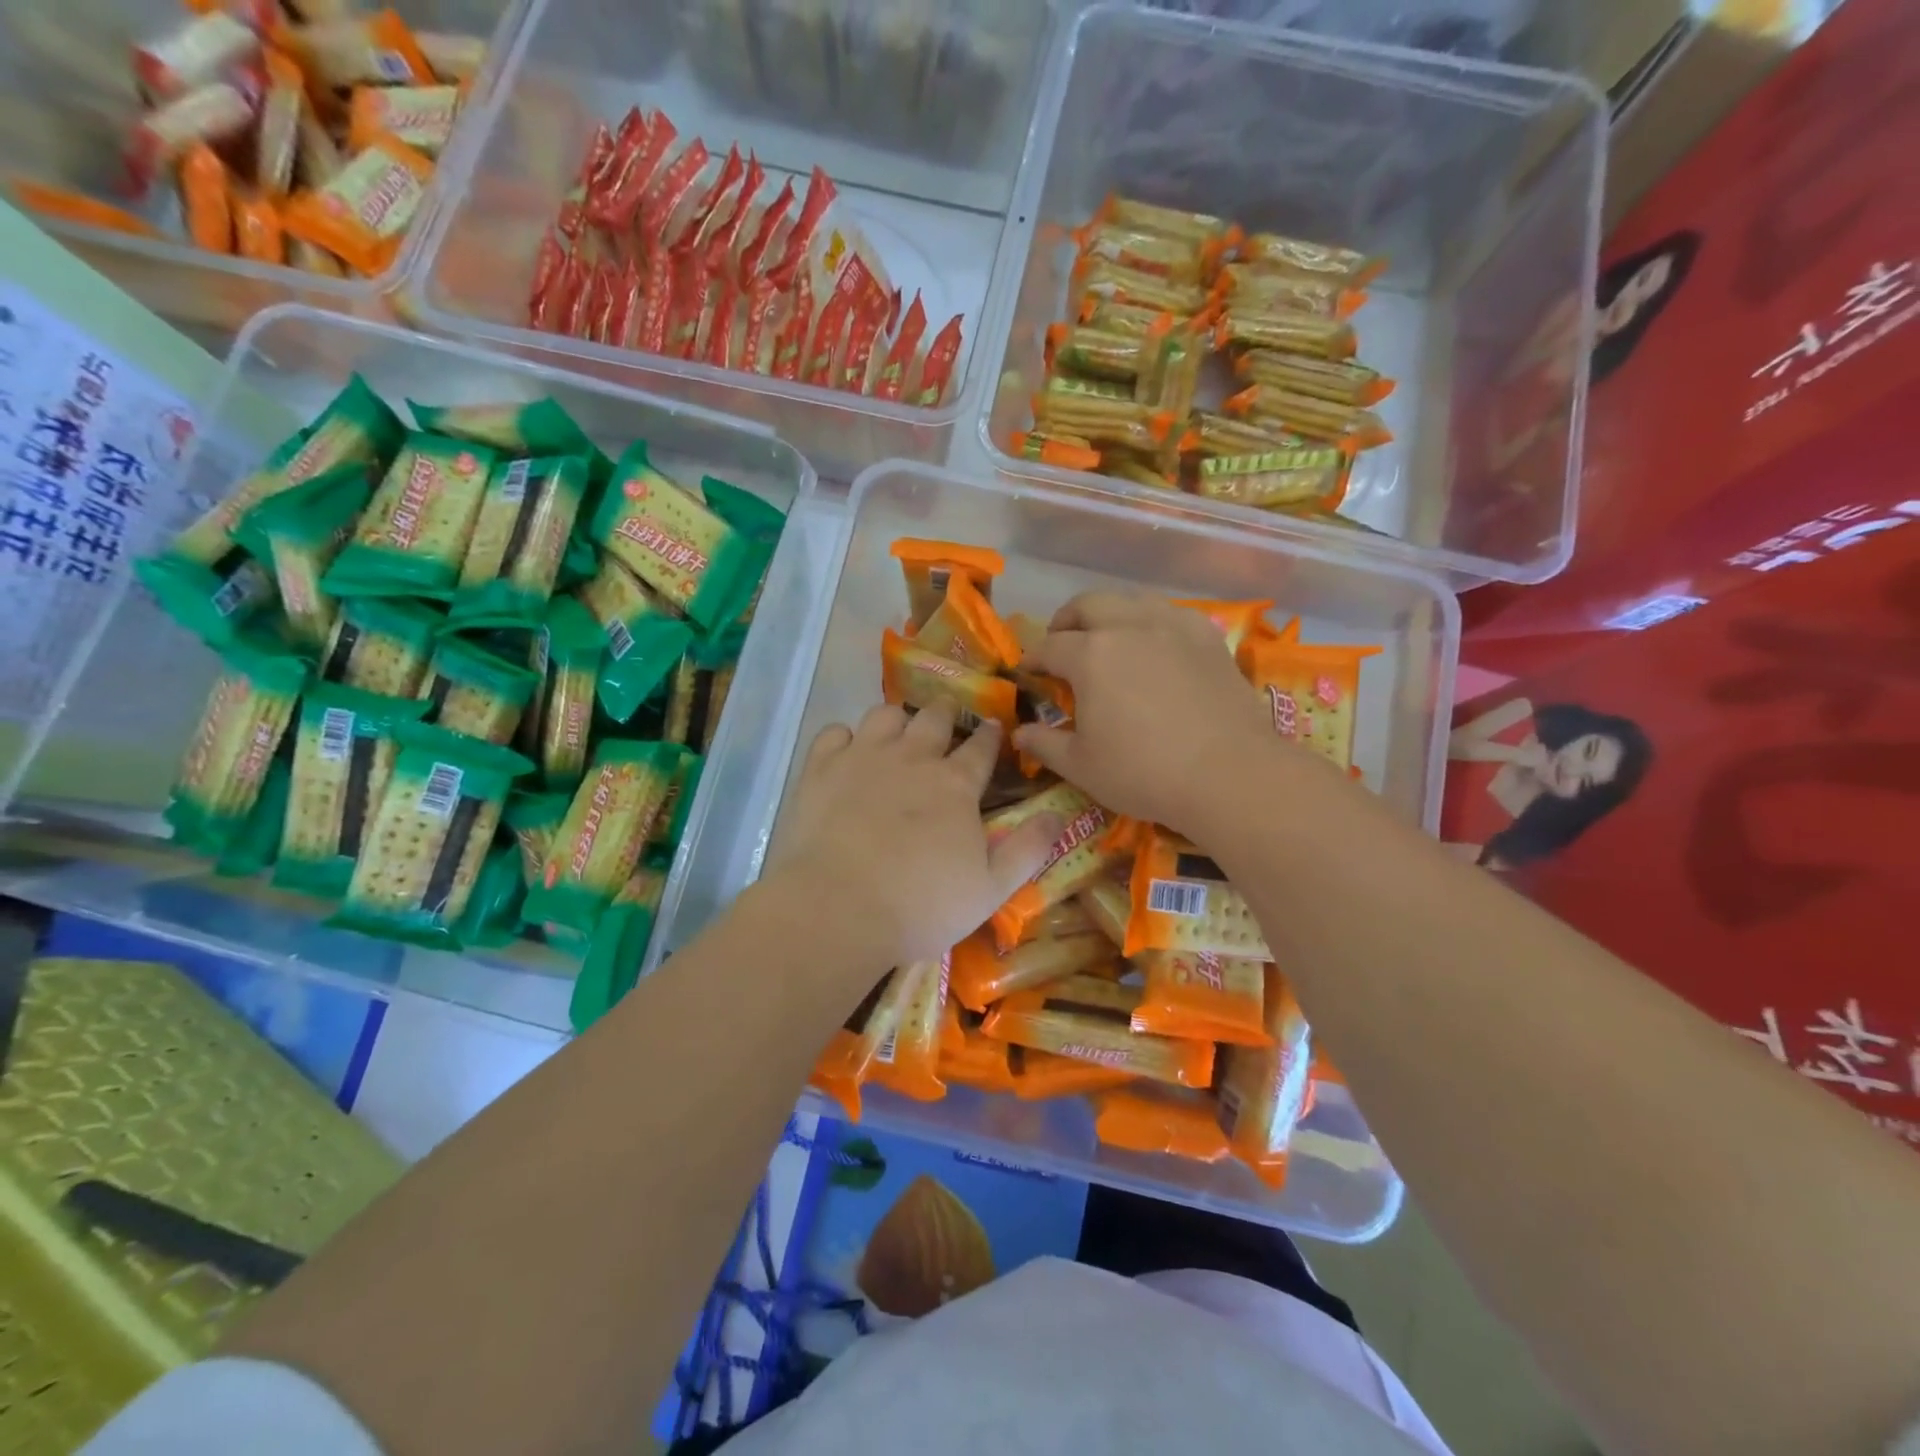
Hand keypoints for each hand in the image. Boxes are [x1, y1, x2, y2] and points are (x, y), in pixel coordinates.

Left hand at [765, 704, 1064, 974]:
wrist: (838, 910)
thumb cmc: (921, 906)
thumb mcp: (991, 890)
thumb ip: (1028, 850)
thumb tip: (1058, 816)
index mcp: (956, 784)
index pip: (981, 747)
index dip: (990, 735)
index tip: (992, 728)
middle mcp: (913, 757)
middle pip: (934, 717)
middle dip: (945, 714)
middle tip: (945, 722)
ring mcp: (863, 757)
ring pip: (885, 714)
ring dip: (897, 719)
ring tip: (897, 733)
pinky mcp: (821, 768)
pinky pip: (834, 732)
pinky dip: (844, 738)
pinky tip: (847, 753)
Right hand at [1010, 592, 1280, 837]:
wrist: (1229, 774)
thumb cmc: (1143, 772)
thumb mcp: (1081, 766)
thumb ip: (1044, 744)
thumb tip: (1018, 732)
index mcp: (1090, 655)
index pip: (1049, 647)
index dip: (1032, 659)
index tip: (1026, 671)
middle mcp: (1128, 627)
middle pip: (1087, 605)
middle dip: (1066, 621)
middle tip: (1061, 644)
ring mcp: (1173, 627)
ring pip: (1132, 600)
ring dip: (1110, 614)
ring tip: (1107, 638)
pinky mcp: (1208, 638)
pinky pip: (1172, 614)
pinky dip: (1153, 621)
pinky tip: (1156, 644)